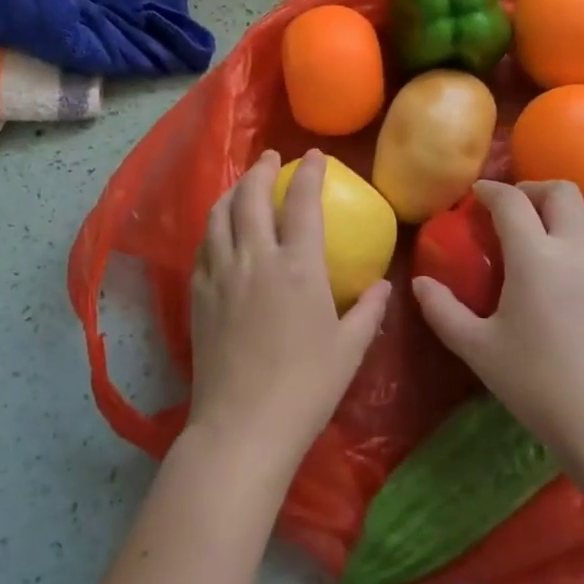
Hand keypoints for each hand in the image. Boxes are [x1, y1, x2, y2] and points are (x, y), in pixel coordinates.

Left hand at [183, 150, 391, 487]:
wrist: (242, 427)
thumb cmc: (305, 389)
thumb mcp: (350, 350)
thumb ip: (369, 311)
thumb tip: (384, 286)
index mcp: (298, 267)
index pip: (303, 202)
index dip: (310, 173)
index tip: (314, 157)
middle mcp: (256, 259)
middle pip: (252, 196)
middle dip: (262, 169)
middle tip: (272, 158)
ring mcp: (222, 274)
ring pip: (220, 214)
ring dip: (234, 190)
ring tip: (244, 184)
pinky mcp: (199, 294)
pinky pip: (204, 245)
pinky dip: (215, 225)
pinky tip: (221, 230)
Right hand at [413, 180, 583, 469]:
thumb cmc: (539, 384)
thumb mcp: (478, 350)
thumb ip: (443, 311)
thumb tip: (420, 284)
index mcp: (536, 256)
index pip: (512, 201)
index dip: (491, 190)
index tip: (477, 195)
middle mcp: (576, 251)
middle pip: (562, 192)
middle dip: (533, 189)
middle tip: (512, 210)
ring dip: (559, 219)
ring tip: (538, 246)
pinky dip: (578, 249)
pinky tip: (566, 286)